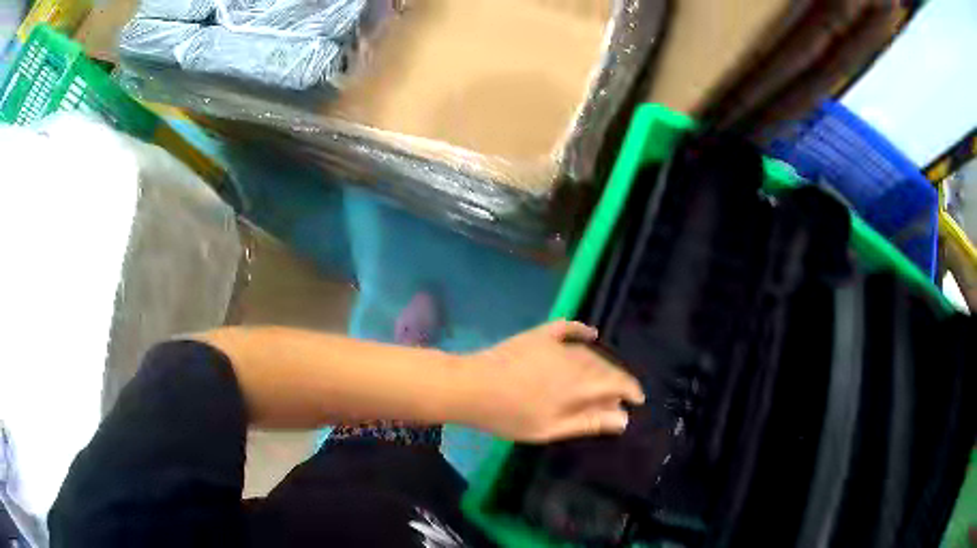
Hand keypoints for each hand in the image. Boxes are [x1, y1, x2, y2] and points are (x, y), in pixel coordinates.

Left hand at [458, 321, 645, 442]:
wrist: (471, 387)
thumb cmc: (509, 416)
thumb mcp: (550, 428)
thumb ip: (588, 422)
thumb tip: (623, 418)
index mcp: (578, 384)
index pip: (616, 383)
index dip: (631, 390)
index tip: (638, 400)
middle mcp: (573, 359)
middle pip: (605, 367)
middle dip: (618, 380)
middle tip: (620, 396)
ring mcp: (555, 345)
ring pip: (589, 352)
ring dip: (602, 363)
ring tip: (606, 378)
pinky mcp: (538, 335)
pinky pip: (567, 328)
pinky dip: (581, 330)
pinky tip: (591, 334)